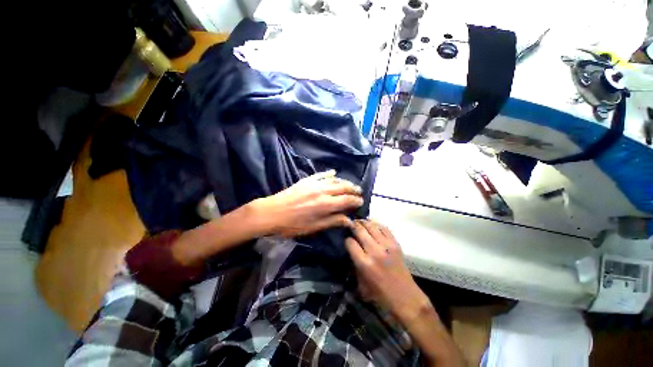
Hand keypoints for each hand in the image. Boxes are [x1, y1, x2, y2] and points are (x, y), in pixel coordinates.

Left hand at [250, 170, 363, 237]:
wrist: (272, 212)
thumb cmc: (293, 224)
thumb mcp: (314, 227)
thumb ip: (333, 221)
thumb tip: (349, 221)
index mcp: (326, 205)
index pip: (347, 200)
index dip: (356, 201)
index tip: (361, 201)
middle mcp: (323, 191)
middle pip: (343, 187)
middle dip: (353, 189)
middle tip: (359, 191)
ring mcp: (315, 184)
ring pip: (334, 180)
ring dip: (344, 181)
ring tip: (350, 184)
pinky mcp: (307, 180)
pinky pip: (321, 174)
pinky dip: (329, 173)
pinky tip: (334, 172)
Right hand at [345, 220, 429, 322]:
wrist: (405, 297)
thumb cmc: (380, 294)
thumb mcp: (360, 284)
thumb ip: (354, 265)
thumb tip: (350, 250)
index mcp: (364, 263)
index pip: (350, 242)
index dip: (347, 240)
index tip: (347, 240)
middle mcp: (374, 251)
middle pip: (360, 230)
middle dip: (353, 226)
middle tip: (350, 225)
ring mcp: (386, 245)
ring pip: (371, 226)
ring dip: (363, 222)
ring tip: (359, 222)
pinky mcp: (395, 243)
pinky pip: (384, 228)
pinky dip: (376, 224)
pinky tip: (372, 225)